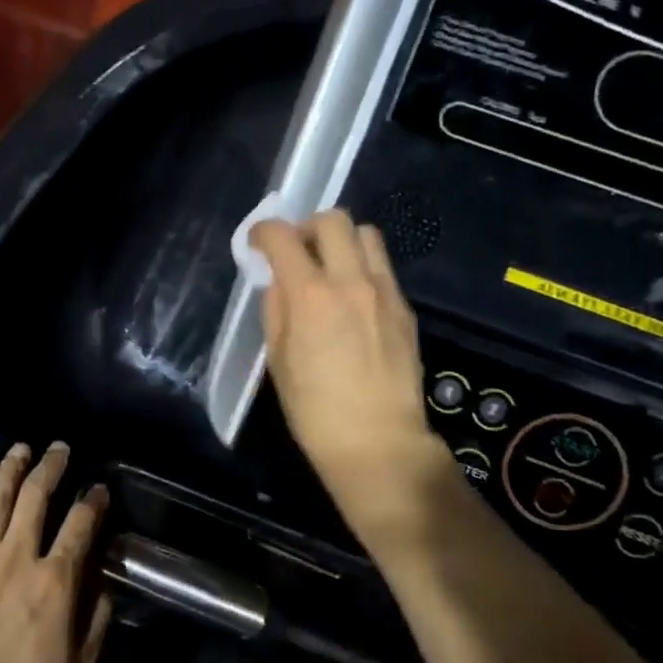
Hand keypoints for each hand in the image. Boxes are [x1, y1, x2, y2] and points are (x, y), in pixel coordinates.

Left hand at [0, 443, 112, 662]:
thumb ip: (97, 621)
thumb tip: (105, 581)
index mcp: (55, 584)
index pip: (80, 526)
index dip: (93, 501)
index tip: (99, 488)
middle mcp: (17, 559)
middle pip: (36, 498)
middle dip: (51, 467)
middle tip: (59, 448)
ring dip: (11, 468)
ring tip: (21, 449)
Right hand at [250, 211, 454, 546]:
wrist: (377, 442)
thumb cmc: (315, 410)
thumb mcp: (278, 359)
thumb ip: (276, 309)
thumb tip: (280, 280)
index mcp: (311, 295)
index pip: (283, 237)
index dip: (263, 232)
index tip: (257, 242)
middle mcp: (351, 281)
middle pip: (332, 219)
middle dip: (306, 226)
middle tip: (297, 251)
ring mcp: (384, 292)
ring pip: (366, 234)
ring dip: (341, 241)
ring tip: (330, 267)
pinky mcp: (404, 308)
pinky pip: (382, 268)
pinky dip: (362, 268)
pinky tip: (353, 300)